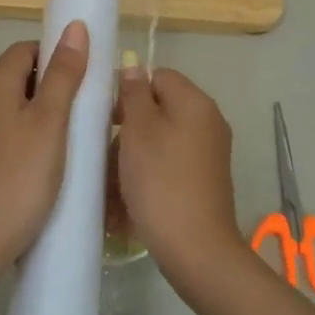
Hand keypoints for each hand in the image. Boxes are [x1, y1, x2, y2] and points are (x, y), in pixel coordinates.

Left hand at [0, 21, 89, 275]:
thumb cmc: (18, 177)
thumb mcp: (50, 123)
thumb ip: (64, 75)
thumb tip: (74, 27)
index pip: (24, 50)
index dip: (55, 54)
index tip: (85, 78)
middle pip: (17, 79)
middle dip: (53, 87)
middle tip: (87, 111)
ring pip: (12, 109)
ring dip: (42, 116)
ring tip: (74, 139)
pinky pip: (4, 136)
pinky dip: (27, 139)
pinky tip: (48, 165)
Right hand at [115, 67, 250, 286]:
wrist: (195, 247)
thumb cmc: (161, 181)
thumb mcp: (138, 131)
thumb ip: (133, 95)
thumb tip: (134, 67)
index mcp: (195, 103)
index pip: (157, 76)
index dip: (129, 92)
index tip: (107, 119)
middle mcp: (208, 123)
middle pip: (158, 111)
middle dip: (128, 131)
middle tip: (106, 155)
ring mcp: (208, 155)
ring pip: (159, 142)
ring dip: (132, 159)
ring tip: (113, 185)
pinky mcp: (202, 181)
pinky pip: (167, 167)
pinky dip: (147, 178)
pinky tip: (127, 202)